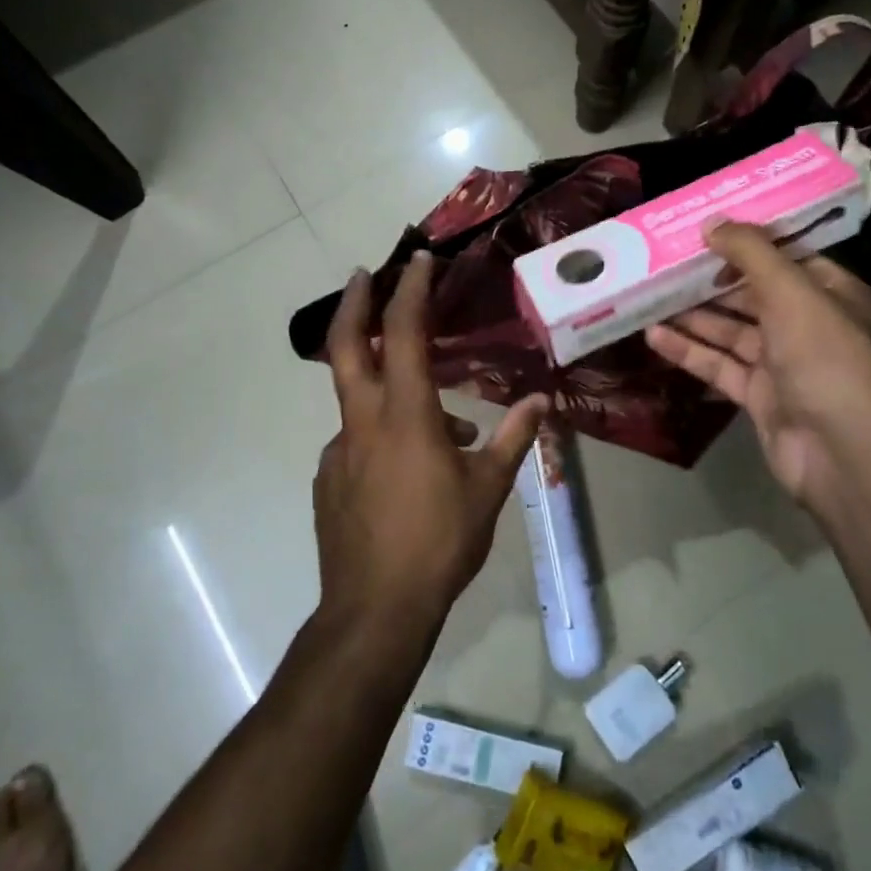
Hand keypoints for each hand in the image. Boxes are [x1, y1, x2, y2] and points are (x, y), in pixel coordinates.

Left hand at [317, 252, 548, 632]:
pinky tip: (411, 472)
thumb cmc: (439, 543)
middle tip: (365, 273)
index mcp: (406, 415)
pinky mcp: (328, 479)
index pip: (404, 333)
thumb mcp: (488, 489)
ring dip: (391, 391)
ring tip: (446, 431)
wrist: (375, 611)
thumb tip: (542, 402)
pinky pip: (358, 441)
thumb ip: (513, 439)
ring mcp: (339, 451)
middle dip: (355, 302)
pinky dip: (383, 437)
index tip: (419, 260)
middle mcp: (363, 422)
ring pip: (361, 401)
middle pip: (346, 346)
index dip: (411, 290)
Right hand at [646, 224, 870, 517]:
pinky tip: (654, 336)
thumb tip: (712, 222)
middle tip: (664, 262)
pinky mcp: (759, 396)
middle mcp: (806, 324)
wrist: (844, 452)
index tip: (702, 229)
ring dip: (693, 315)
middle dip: (710, 280)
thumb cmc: (825, 357)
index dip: (745, 242)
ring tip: (649, 295)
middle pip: (751, 293)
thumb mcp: (791, 292)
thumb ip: (751, 253)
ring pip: (730, 331)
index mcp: (828, 292)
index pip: (784, 257)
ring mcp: (782, 363)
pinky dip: (689, 351)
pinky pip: (719, 366)